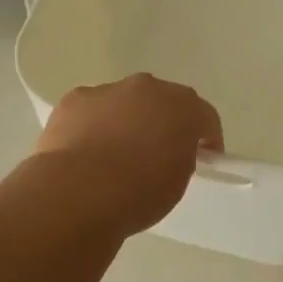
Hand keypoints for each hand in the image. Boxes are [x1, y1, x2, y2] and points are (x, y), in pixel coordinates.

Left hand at [33, 73, 224, 233]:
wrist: (81, 192)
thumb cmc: (139, 193)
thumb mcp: (177, 182)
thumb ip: (180, 158)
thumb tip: (169, 153)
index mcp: (183, 107)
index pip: (205, 117)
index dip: (207, 139)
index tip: (203, 160)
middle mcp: (148, 88)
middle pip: (163, 101)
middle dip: (163, 122)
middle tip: (158, 153)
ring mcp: (109, 90)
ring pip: (124, 102)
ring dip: (125, 120)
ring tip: (114, 155)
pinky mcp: (75, 100)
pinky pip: (91, 110)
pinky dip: (91, 125)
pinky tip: (84, 152)